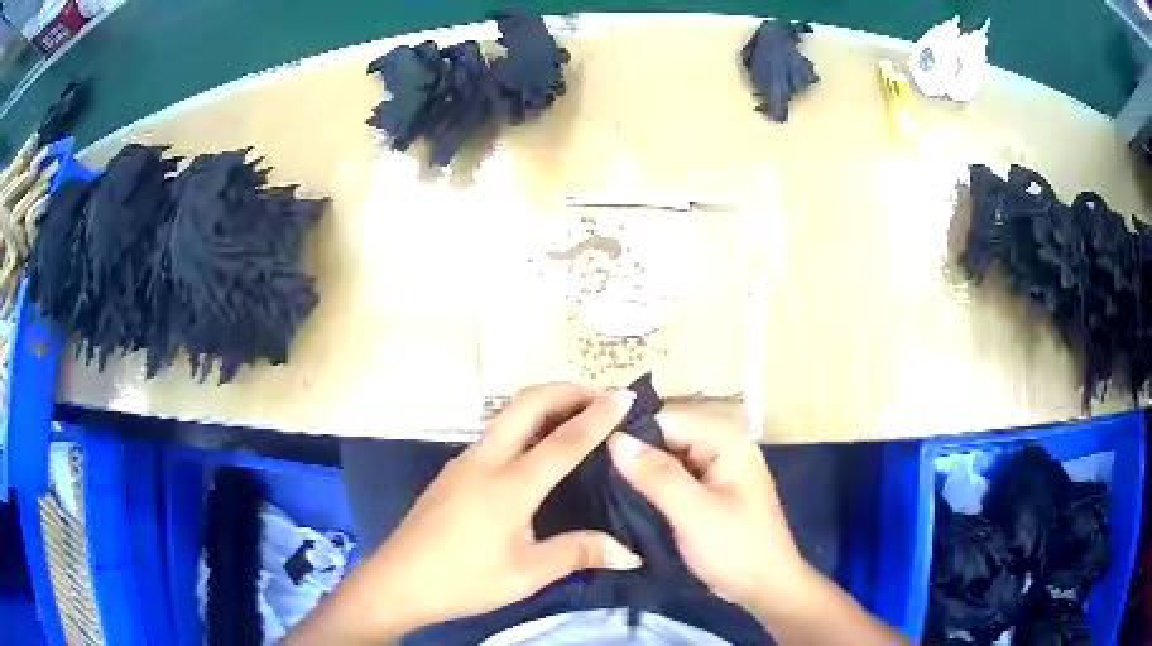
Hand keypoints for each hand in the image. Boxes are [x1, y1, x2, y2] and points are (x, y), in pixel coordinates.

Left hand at [289, 384, 641, 643]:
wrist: (398, 581)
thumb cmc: (465, 580)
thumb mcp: (526, 574)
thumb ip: (578, 553)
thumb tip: (629, 551)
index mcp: (509, 486)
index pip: (563, 441)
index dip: (598, 416)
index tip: (624, 396)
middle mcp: (485, 461)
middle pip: (526, 404)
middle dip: (564, 390)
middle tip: (599, 397)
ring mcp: (464, 462)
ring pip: (507, 415)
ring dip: (542, 405)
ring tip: (574, 418)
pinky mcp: (452, 471)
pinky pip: (495, 434)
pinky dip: (524, 425)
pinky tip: (535, 451)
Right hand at [607, 409, 808, 614]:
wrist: (766, 589)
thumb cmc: (735, 548)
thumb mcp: (693, 512)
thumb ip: (656, 475)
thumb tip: (614, 438)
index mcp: (726, 441)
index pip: (667, 420)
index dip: (630, 433)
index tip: (590, 452)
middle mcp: (722, 448)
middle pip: (667, 439)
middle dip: (633, 455)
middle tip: (588, 475)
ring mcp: (717, 473)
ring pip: (668, 462)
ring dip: (640, 475)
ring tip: (597, 487)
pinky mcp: (710, 495)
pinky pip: (674, 482)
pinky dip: (652, 490)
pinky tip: (623, 501)